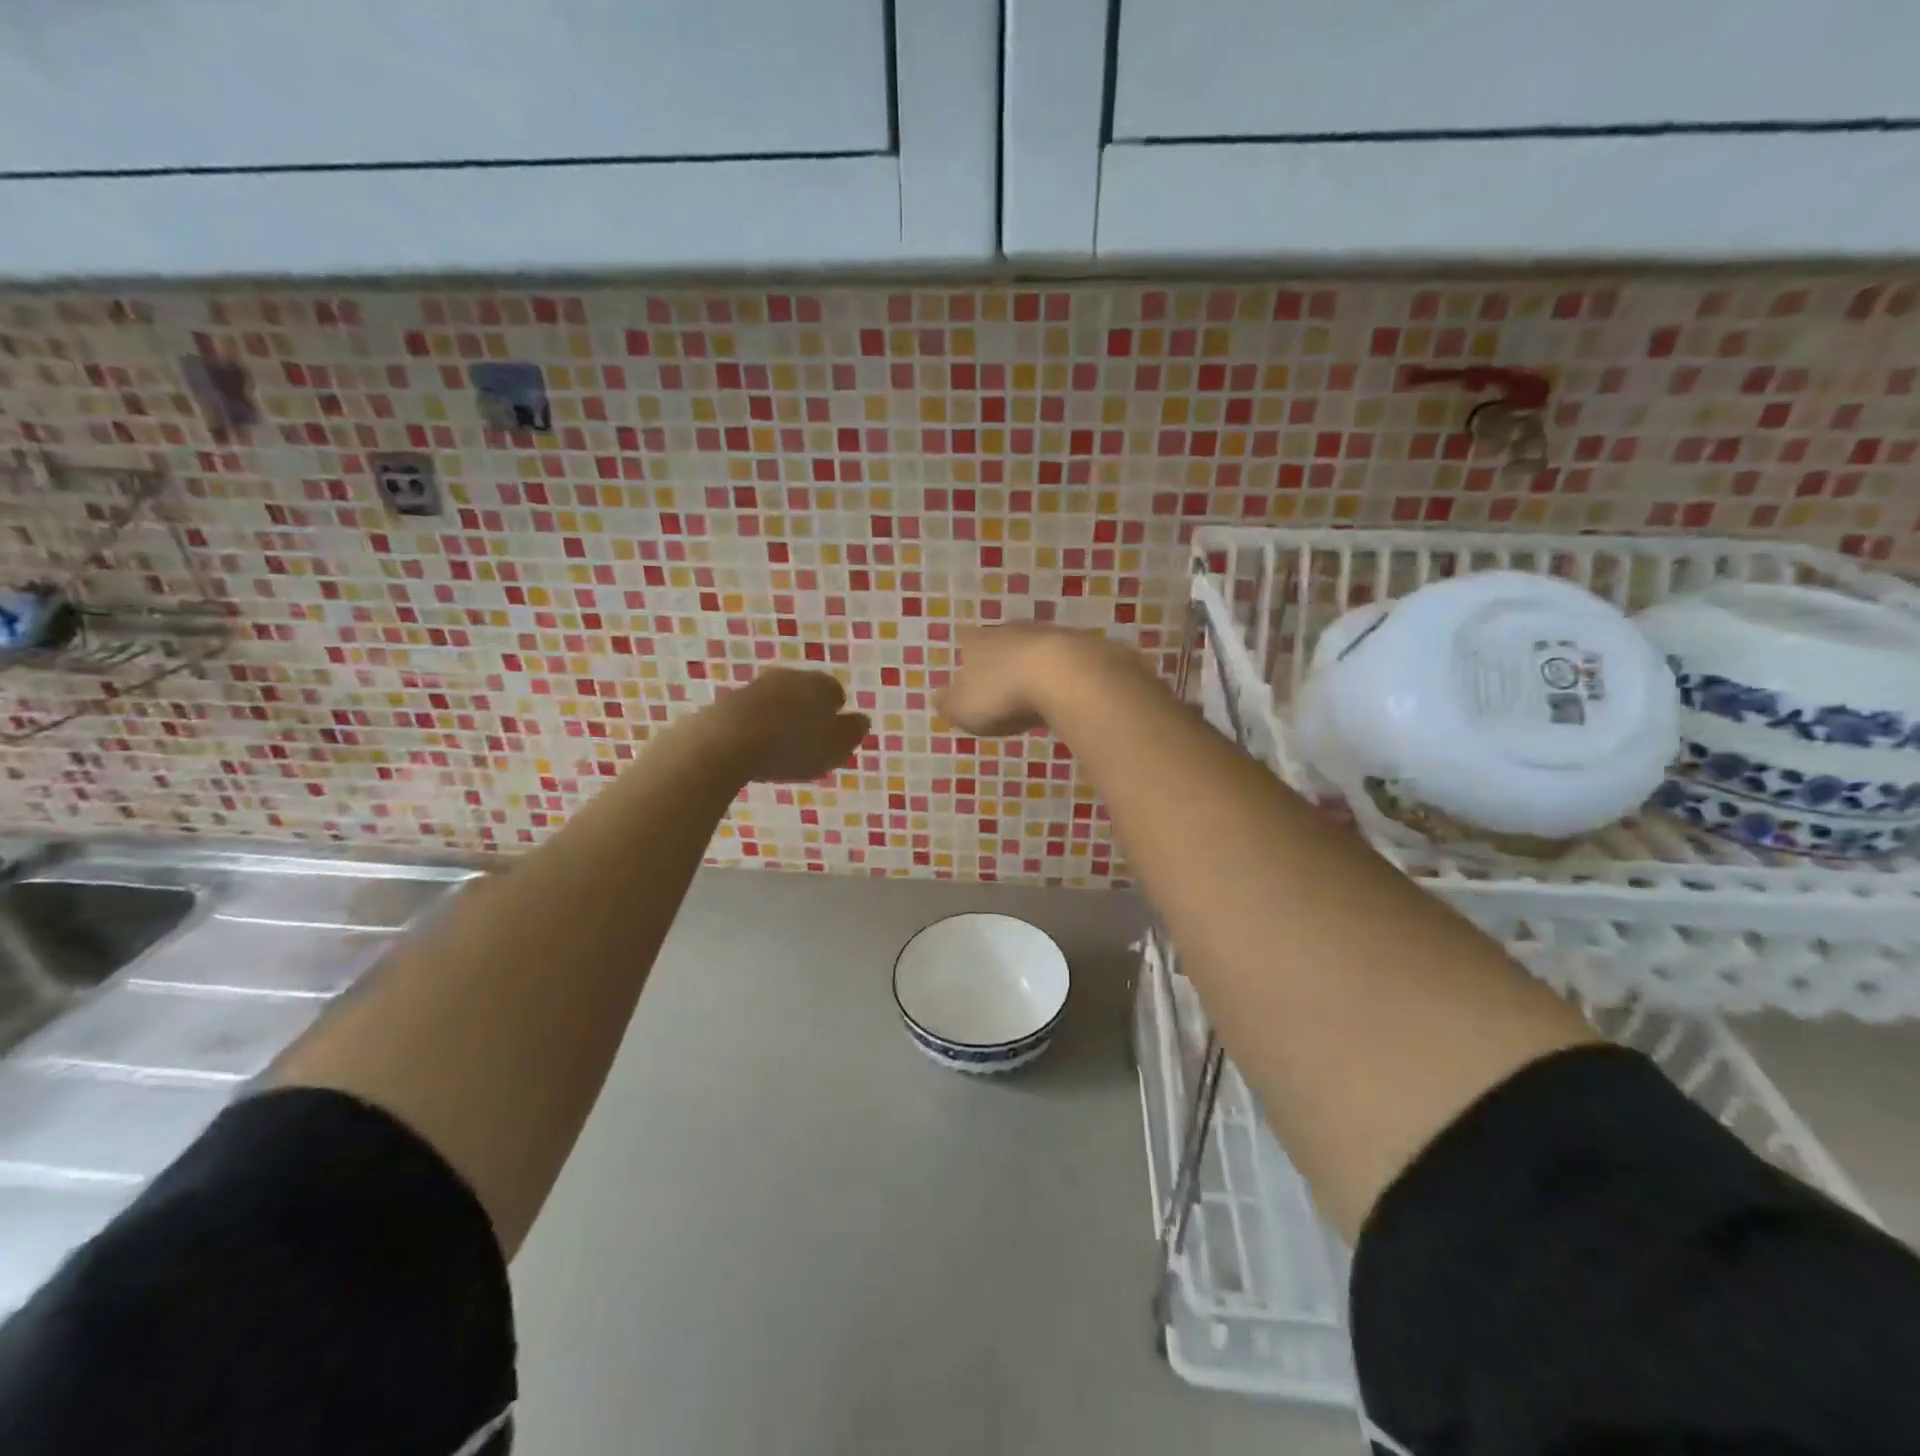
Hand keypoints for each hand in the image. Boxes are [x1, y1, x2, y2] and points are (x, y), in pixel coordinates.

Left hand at [708, 669, 869, 781]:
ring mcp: (756, 686)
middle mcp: (789, 677)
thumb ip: (853, 732)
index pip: (836, 693)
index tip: (831, 738)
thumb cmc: (792, 745)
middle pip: (804, 694)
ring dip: (779, 720)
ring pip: (777, 703)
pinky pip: (751, 715)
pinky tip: (753, 749)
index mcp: (820, 684)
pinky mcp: (728, 701)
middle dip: (807, 714)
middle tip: (807, 744)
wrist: (727, 741)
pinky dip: (755, 728)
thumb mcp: (836, 746)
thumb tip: (861, 720)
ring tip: (778, 749)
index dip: (836, 716)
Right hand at [937, 624, 1136, 736]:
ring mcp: (1050, 635)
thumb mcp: (964, 709)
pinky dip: (1064, 676)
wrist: (1067, 677)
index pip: (967, 643)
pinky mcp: (1083, 647)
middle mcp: (1013, 630)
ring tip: (1036, 693)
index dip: (968, 659)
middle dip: (1003, 661)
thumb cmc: (1003, 694)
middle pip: (1003, 642)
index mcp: (979, 641)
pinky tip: (1066, 694)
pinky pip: (1066, 663)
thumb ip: (949, 704)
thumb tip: (937, 699)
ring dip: (1035, 668)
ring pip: (1036, 649)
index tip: (971, 677)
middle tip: (1004, 687)